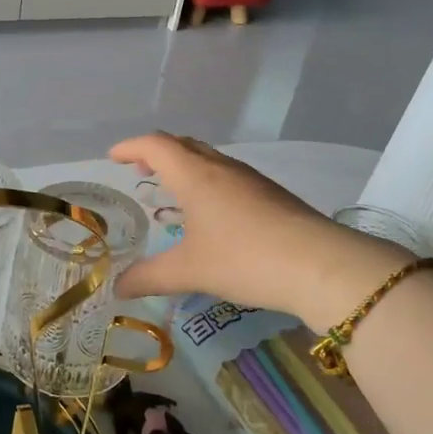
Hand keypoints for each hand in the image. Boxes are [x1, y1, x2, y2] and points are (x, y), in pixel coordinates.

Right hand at [110, 133, 407, 328]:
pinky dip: (209, 182)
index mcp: (196, 175)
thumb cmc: (243, 259)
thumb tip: (117, 288)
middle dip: (157, 152)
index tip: (113, 157)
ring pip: (210, 159)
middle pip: (184, 145)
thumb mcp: (189, 271)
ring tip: (173, 188)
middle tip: (140, 168)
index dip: (131, 147)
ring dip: (186, 166)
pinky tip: (212, 213)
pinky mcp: (273, 195)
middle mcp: (222, 168)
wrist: (320, 265)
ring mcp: (252, 180)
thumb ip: (149, 278)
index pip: (156, 145)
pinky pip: (229, 176)